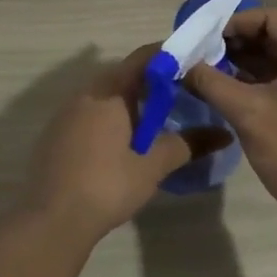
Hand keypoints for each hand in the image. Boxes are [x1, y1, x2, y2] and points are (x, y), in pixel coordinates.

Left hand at [17, 46, 230, 242]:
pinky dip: (112, 117)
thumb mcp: (153, 165)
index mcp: (109, 91)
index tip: (195, 64)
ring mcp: (65, 114)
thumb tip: (224, 134)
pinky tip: (125, 141)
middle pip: (124, 74)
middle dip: (153, 81)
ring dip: (131, 101)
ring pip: (105, 95)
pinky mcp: (56, 135)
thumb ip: (188, 144)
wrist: (51, 221)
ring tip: (159, 118)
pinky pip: (90, 113)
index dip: (170, 56)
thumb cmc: (107, 185)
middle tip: (183, 94)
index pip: (144, 57)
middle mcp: (85, 94)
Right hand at [183, 8, 276, 225]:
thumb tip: (182, 65)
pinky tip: (230, 86)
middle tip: (202, 54)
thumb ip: (212, 82)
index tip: (205, 38)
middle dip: (238, 42)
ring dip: (246, 61)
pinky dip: (260, 79)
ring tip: (209, 70)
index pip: (273, 18)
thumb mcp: (247, 114)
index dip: (236, 23)